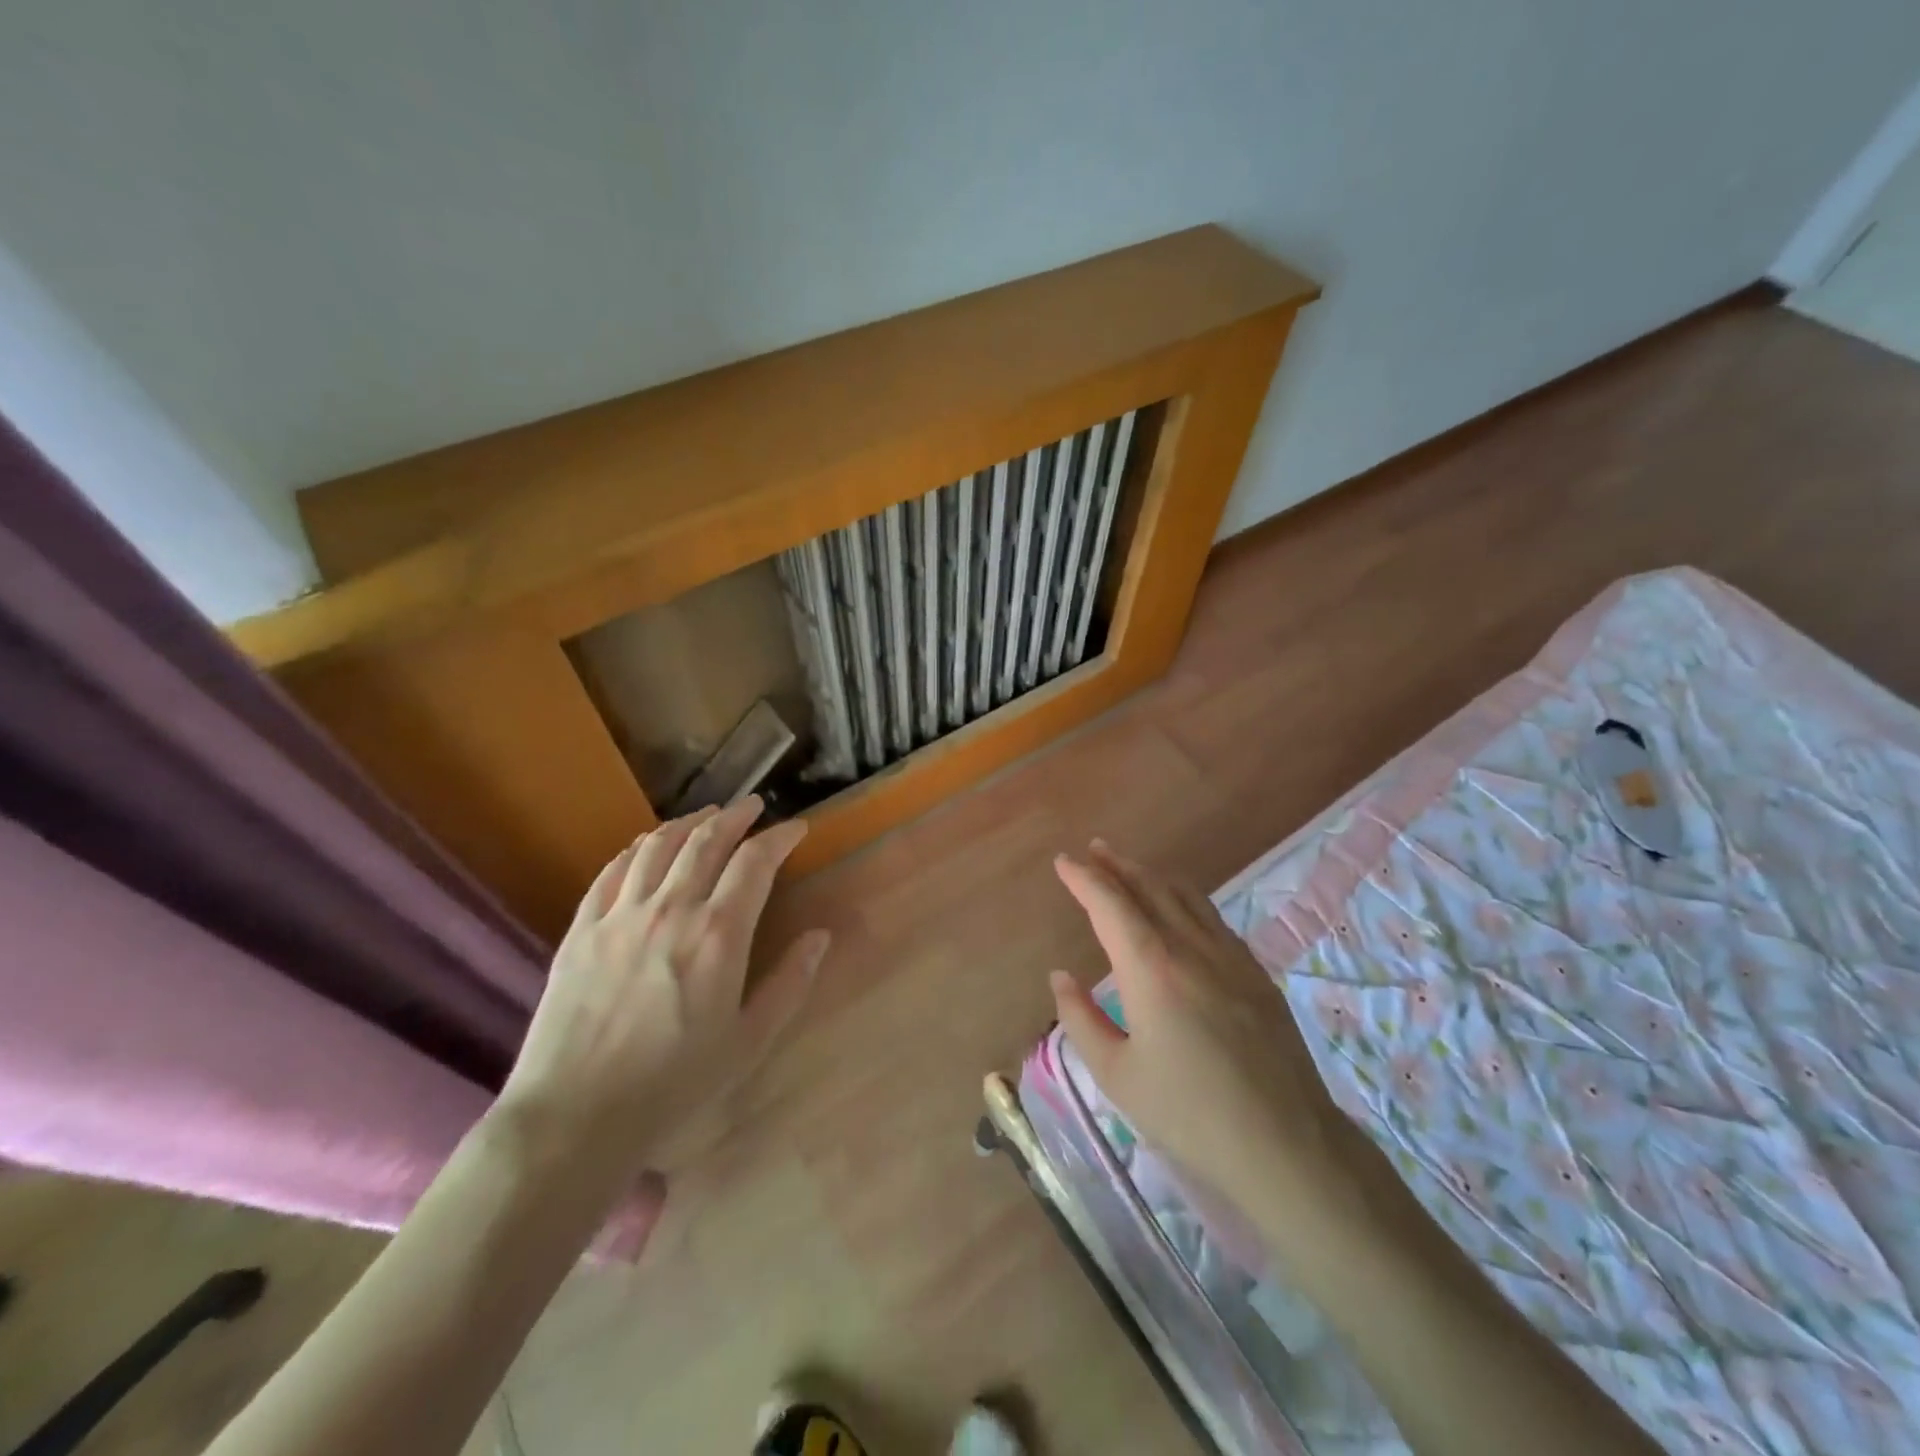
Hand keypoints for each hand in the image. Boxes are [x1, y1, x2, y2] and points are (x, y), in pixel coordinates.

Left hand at [497, 796, 829, 1181]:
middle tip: (753, 807)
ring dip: (687, 823)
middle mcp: (671, 909)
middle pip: (706, 841)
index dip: (780, 837)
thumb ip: (790, 983)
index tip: (796, 829)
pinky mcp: (581, 929)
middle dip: (736, 816)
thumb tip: (819, 936)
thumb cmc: (674, 1084)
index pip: (755, 862)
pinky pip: (612, 871)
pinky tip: (645, 845)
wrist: (575, 1117)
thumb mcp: (749, 1041)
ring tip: (705, 816)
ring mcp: (620, 915)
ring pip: (658, 846)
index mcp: (718, 934)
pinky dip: (636, 849)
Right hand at [1049, 841, 1350, 1221]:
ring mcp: (1229, 956)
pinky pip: (1213, 918)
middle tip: (1094, 850)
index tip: (1064, 861)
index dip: (1083, 878)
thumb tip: (1061, 976)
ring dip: (1152, 875)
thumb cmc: (1189, 1114)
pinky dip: (1185, 899)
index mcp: (1150, 968)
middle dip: (1117, 865)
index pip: (1110, 904)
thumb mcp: (1117, 1075)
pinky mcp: (1256, 972)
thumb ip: (1081, 1019)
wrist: (1285, 1144)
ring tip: (1130, 867)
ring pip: (1185, 896)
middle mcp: (1190, 947)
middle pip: (1149, 888)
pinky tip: (1181, 908)